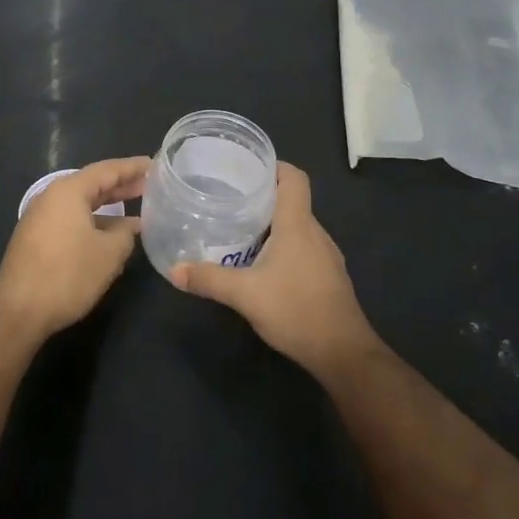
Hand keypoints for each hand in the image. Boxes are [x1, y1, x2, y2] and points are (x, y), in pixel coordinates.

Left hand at [0, 157, 148, 341]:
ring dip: (108, 206)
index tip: (155, 165)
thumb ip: (126, 233)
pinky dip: (92, 221)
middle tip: (150, 185)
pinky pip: (70, 219)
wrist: (18, 312)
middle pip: (92, 184)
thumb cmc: (67, 275)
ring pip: (81, 204)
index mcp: (68, 191)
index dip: (132, 167)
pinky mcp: (36, 238)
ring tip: (136, 210)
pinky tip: (109, 235)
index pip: (107, 170)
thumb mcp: (109, 254)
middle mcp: (51, 197)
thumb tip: (131, 225)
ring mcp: (40, 218)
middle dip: (122, 185)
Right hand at [172, 163, 379, 376]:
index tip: (246, 167)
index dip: (274, 166)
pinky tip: (260, 263)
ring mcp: (325, 256)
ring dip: (271, 224)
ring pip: (296, 226)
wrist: (343, 353)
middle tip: (228, 198)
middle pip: (291, 201)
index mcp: (298, 225)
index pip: (294, 178)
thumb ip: (208, 279)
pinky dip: (281, 246)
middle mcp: (315, 233)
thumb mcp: (245, 294)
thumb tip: (174, 270)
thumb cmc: (296, 311)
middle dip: (262, 196)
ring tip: (238, 228)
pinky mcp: (327, 276)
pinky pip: (302, 247)